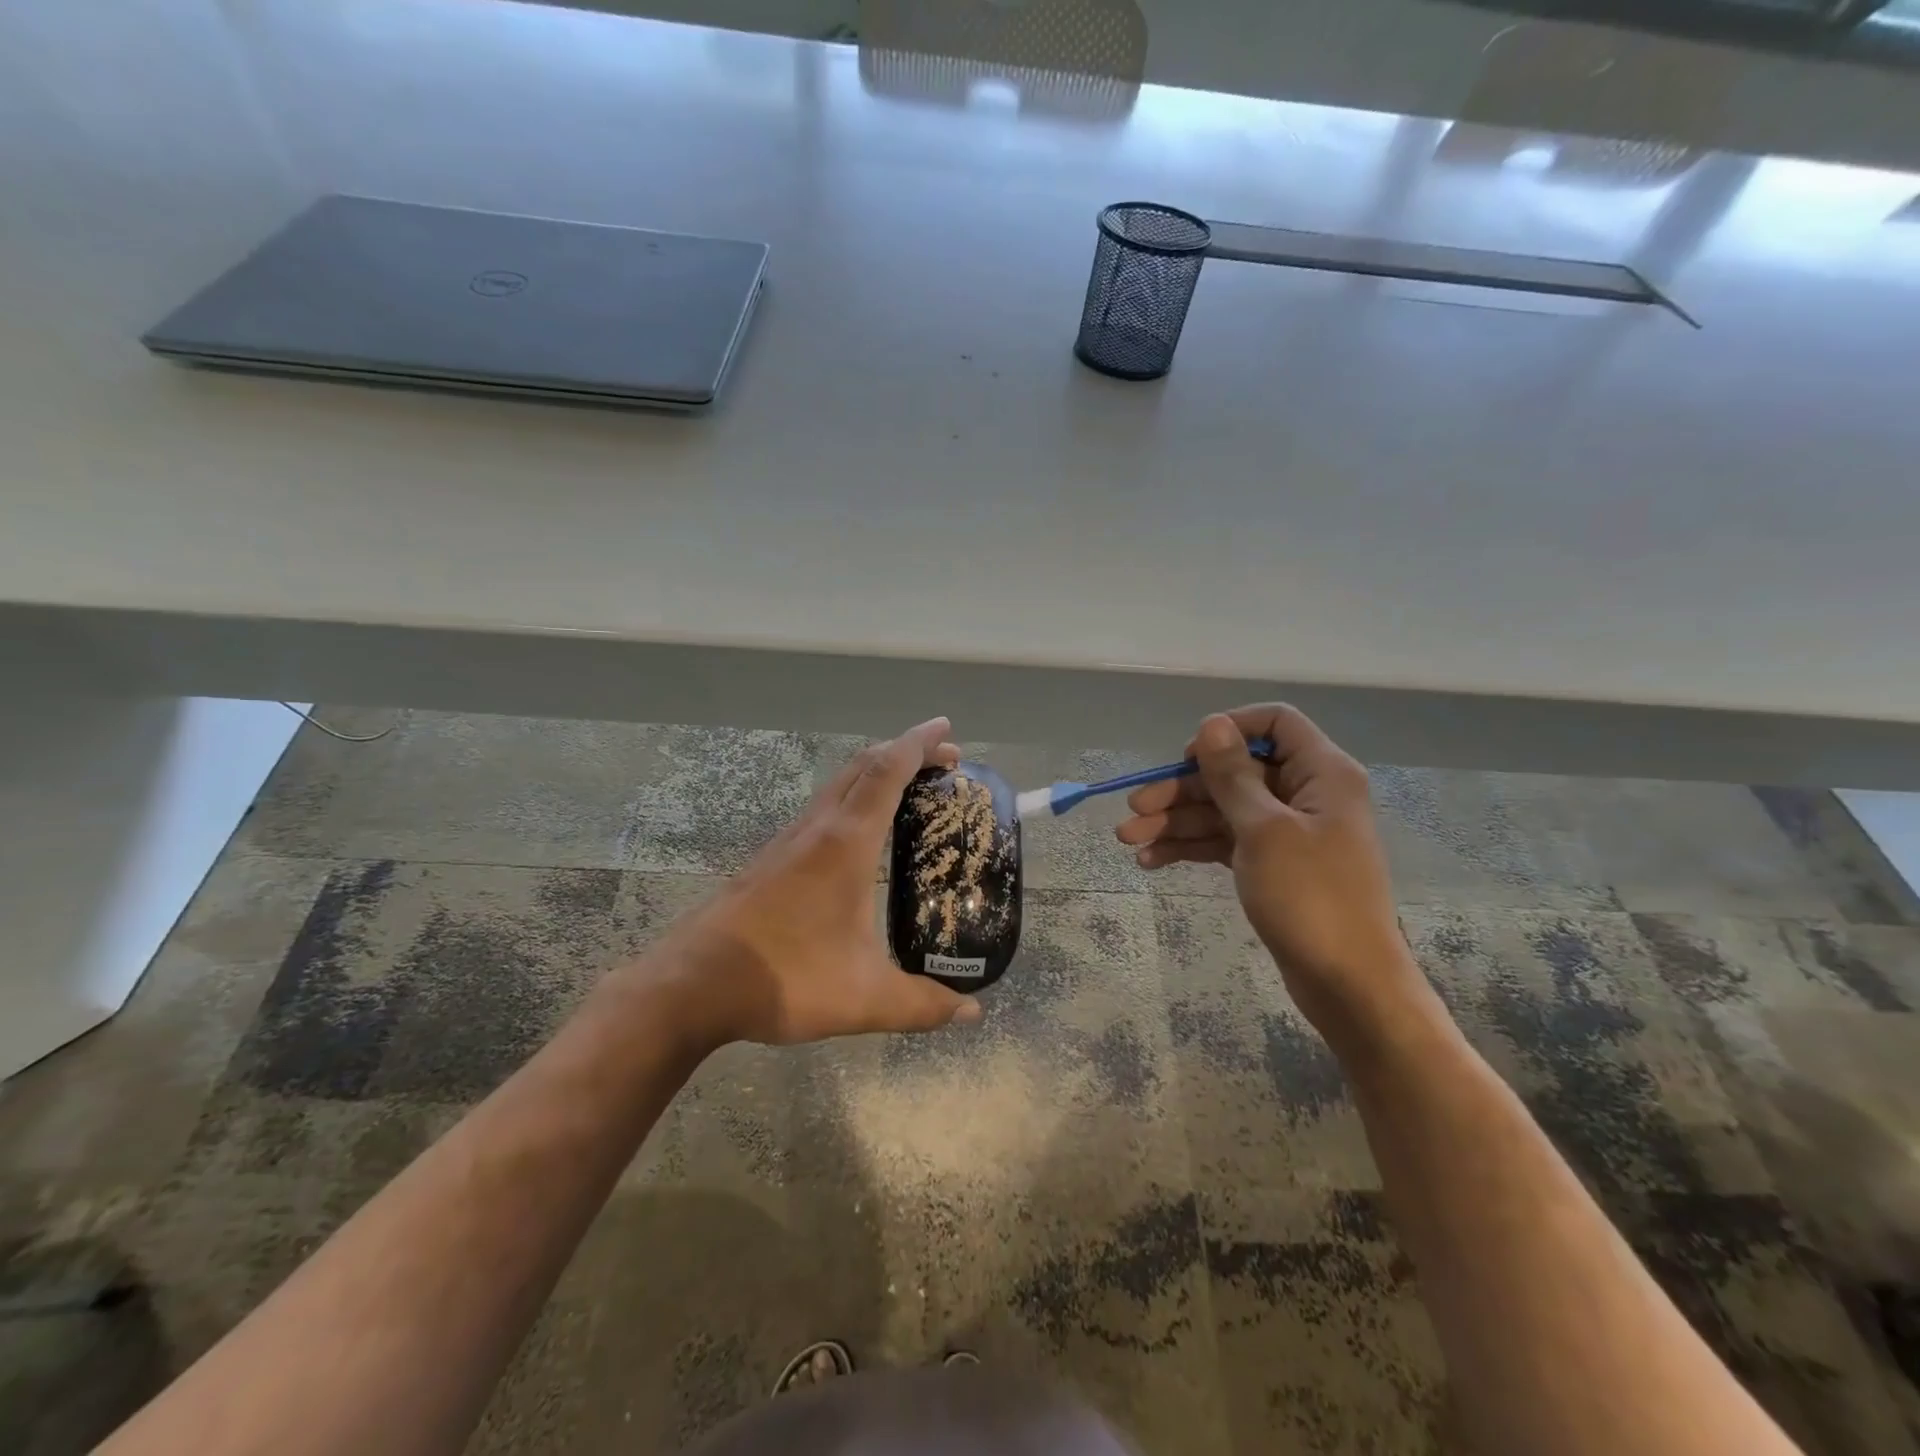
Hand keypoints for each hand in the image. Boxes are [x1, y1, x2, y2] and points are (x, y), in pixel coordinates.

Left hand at [636, 717, 984, 1049]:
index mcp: (846, 843)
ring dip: (877, 774)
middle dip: (906, 753)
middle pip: (863, 766)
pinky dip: (853, 799)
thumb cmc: (784, 978)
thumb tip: (972, 1014)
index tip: (946, 728)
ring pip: (839, 785)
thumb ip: (922, 1004)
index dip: (919, 744)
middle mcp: (817, 829)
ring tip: (911, 790)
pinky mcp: (771, 860)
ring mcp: (788, 842)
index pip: (887, 772)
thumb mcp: (865, 998)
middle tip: (945, 761)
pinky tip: (861, 836)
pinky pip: (822, 809)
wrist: (692, 985)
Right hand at [1116, 704, 1422, 1035]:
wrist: (1348, 984)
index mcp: (1321, 773)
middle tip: (1134, 809)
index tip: (1189, 756)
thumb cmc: (1311, 897)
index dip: (1229, 730)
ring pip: (1223, 810)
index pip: (1275, 723)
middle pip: (1235, 772)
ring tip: (1128, 841)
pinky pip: (1225, 841)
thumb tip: (1211, 723)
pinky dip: (1191, 847)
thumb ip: (1233, 774)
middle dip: (1182, 789)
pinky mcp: (1271, 864)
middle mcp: (1305, 794)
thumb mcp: (1264, 830)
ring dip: (1176, 821)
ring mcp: (1287, 832)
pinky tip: (1151, 861)